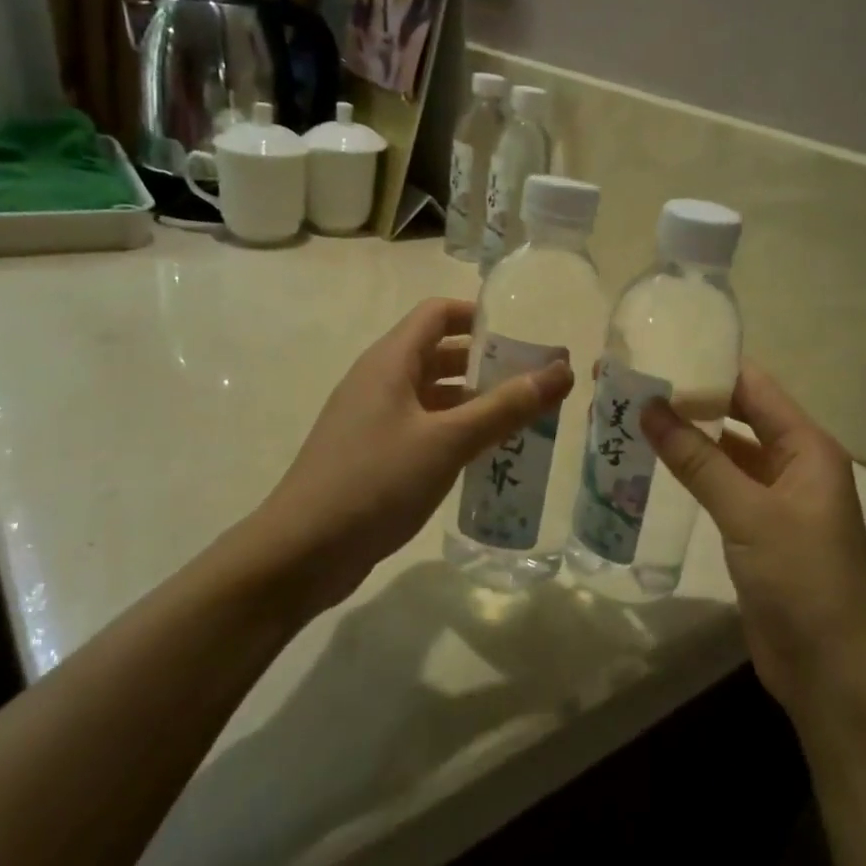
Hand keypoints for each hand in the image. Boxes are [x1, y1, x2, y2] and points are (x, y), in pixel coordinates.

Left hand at [258, 298, 572, 616]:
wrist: (302, 551)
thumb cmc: (376, 482)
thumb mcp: (448, 441)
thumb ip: (506, 407)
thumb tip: (563, 371)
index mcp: (390, 362)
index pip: (438, 314)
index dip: (480, 316)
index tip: (524, 335)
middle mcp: (379, 381)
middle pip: (438, 354)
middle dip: (486, 364)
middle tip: (534, 383)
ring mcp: (372, 419)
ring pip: (432, 396)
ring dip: (474, 402)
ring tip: (522, 421)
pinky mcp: (373, 455)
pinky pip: (422, 429)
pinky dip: (455, 433)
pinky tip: (484, 458)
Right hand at [641, 364, 865, 724]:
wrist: (832, 670)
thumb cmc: (802, 579)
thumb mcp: (749, 513)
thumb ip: (698, 460)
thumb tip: (648, 407)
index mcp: (807, 447)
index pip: (754, 387)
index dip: (708, 366)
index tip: (656, 351)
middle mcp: (794, 464)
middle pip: (738, 416)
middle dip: (690, 400)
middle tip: (631, 384)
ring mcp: (775, 499)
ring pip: (726, 453)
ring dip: (687, 437)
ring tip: (632, 417)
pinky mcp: (757, 531)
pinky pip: (721, 487)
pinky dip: (691, 474)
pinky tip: (653, 465)